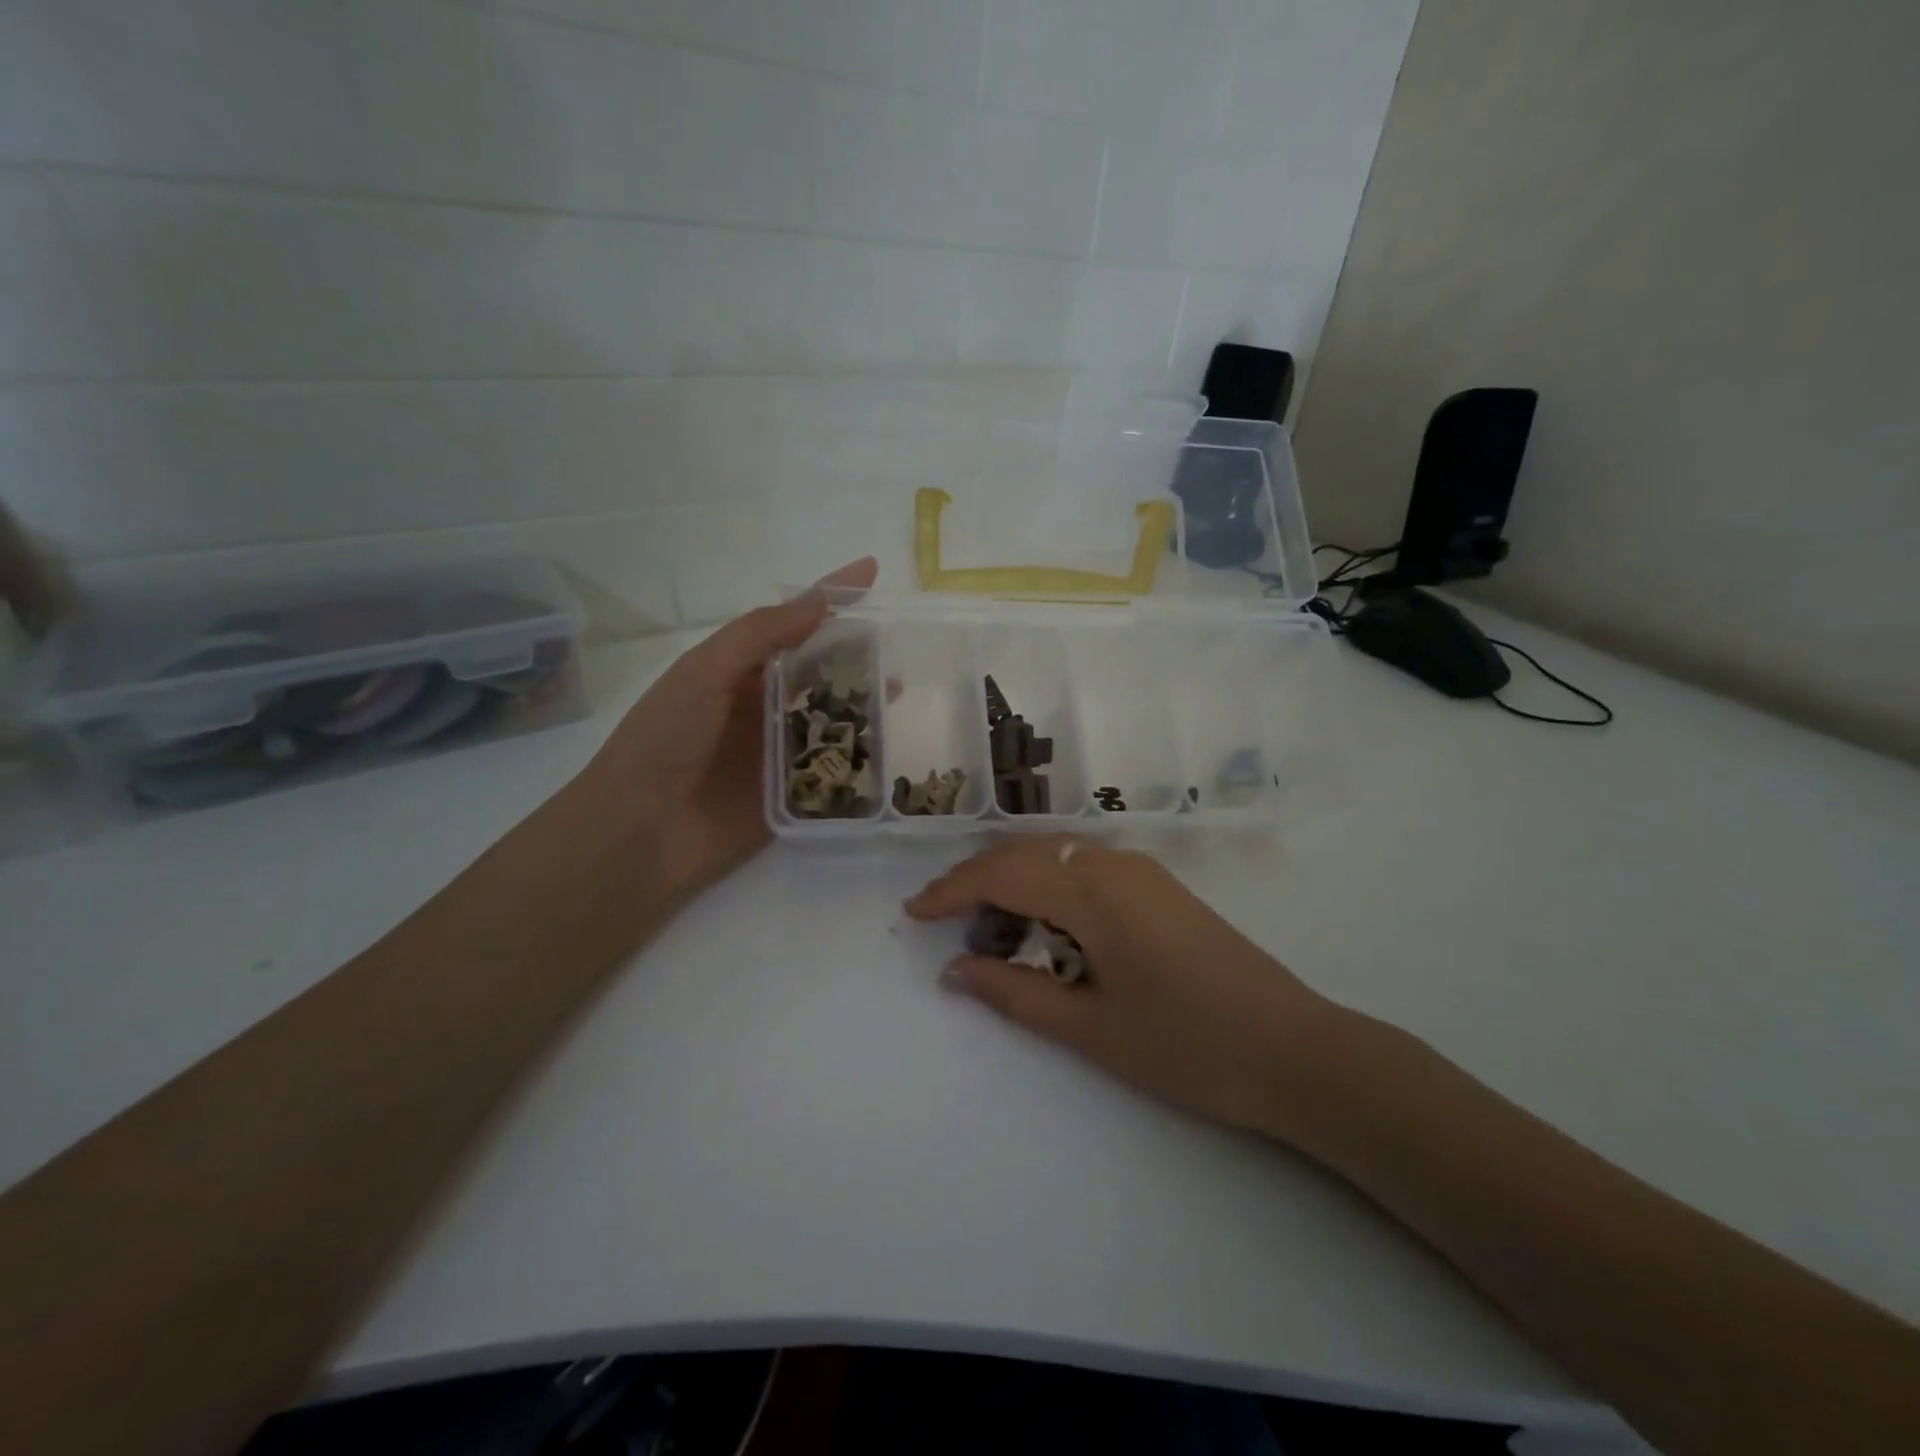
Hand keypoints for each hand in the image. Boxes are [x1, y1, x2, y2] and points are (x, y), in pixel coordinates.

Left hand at [571, 557, 877, 902]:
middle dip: (855, 652)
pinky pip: (832, 768)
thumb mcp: (704, 671)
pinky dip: (859, 755)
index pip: (793, 622)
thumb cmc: (665, 738)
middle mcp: (762, 704)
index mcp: (738, 670)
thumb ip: (761, 634)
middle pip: (819, 669)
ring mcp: (778, 750)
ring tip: (898, 689)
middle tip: (898, 640)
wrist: (640, 830)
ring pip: (831, 716)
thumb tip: (821, 599)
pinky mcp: (792, 794)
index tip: (871, 570)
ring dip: (862, 701)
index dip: (831, 596)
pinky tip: (887, 745)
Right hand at [905, 837, 1349, 1143]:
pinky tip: (1044, 922)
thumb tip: (955, 970)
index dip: (951, 890)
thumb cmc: (1187, 1046)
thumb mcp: (1090, 1029)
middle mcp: (1114, 863)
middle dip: (976, 880)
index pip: (1001, 873)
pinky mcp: (1161, 887)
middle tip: (942, 919)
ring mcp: (1143, 871)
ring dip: (1014, 879)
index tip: (914, 913)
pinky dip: (1049, 884)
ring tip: (987, 925)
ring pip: (1057, 855)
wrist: (1296, 1052)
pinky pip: (1086, 867)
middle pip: (1025, 853)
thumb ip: (1015, 993)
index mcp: (1092, 891)